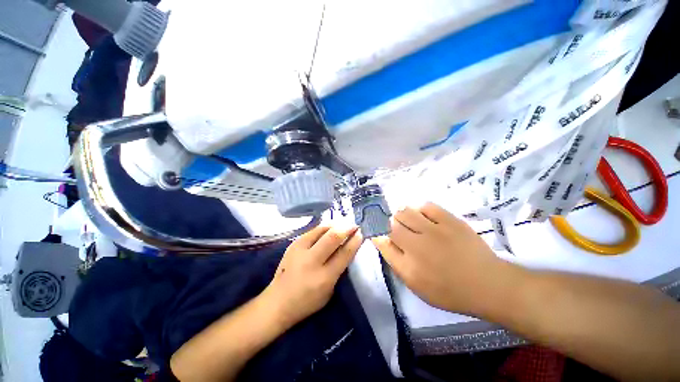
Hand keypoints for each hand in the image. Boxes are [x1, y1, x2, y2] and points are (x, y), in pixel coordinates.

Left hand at [263, 225, 362, 328]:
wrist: (277, 302)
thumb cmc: (307, 302)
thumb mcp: (329, 290)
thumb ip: (338, 269)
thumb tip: (346, 248)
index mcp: (324, 277)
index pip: (344, 254)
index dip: (354, 241)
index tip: (360, 233)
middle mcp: (312, 261)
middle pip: (333, 237)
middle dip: (346, 228)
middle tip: (354, 225)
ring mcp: (300, 250)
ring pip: (322, 230)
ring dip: (336, 225)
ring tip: (343, 224)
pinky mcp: (293, 244)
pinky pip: (312, 231)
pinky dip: (324, 227)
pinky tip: (329, 227)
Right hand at [372, 202, 509, 314]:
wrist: (488, 284)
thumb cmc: (450, 291)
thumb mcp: (417, 286)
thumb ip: (396, 262)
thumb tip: (381, 240)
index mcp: (409, 266)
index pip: (383, 243)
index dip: (378, 234)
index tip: (378, 232)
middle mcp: (417, 246)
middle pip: (392, 224)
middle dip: (390, 225)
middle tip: (399, 229)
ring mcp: (434, 231)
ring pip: (405, 212)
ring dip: (402, 215)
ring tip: (410, 221)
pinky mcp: (450, 221)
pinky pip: (426, 206)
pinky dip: (420, 209)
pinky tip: (423, 216)